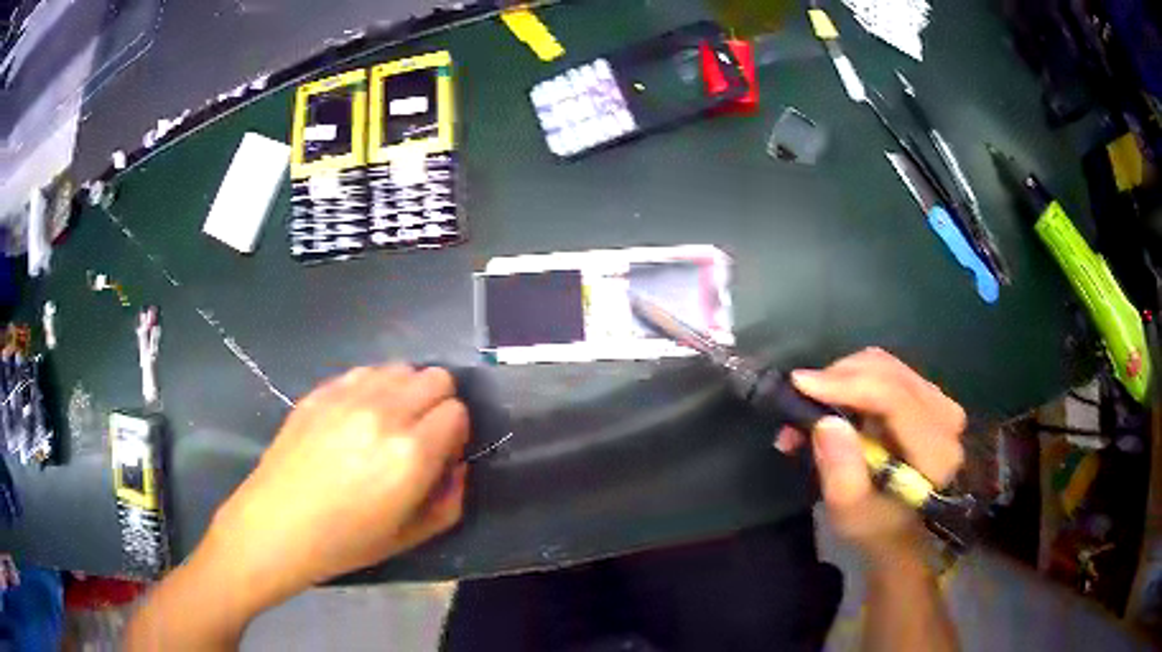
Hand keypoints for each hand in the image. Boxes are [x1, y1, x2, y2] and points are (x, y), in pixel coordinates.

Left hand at [205, 365, 468, 604]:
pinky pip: (365, 372)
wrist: (277, 525)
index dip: (454, 434)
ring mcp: (348, 396)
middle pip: (436, 378)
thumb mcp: (411, 536)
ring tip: (388, 423)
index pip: (457, 413)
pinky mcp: (321, 391)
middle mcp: (385, 413)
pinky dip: (374, 388)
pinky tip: (357, 418)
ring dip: (406, 391)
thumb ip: (449, 500)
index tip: (440, 454)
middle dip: (438, 405)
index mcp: (411, 454)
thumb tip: (455, 465)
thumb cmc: (346, 541)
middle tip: (420, 436)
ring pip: (401, 368)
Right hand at [776, 348, 964, 562]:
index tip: (800, 385)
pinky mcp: (928, 396)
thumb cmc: (875, 527)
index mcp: (935, 452)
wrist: (903, 530)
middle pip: (888, 373)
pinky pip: (886, 371)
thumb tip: (826, 422)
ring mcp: (939, 402)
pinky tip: (832, 403)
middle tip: (798, 403)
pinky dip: (852, 381)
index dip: (847, 385)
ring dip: (841, 379)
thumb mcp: (850, 514)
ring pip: (884, 365)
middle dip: (837, 379)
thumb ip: (841, 473)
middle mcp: (946, 416)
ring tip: (811, 408)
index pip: (894, 398)